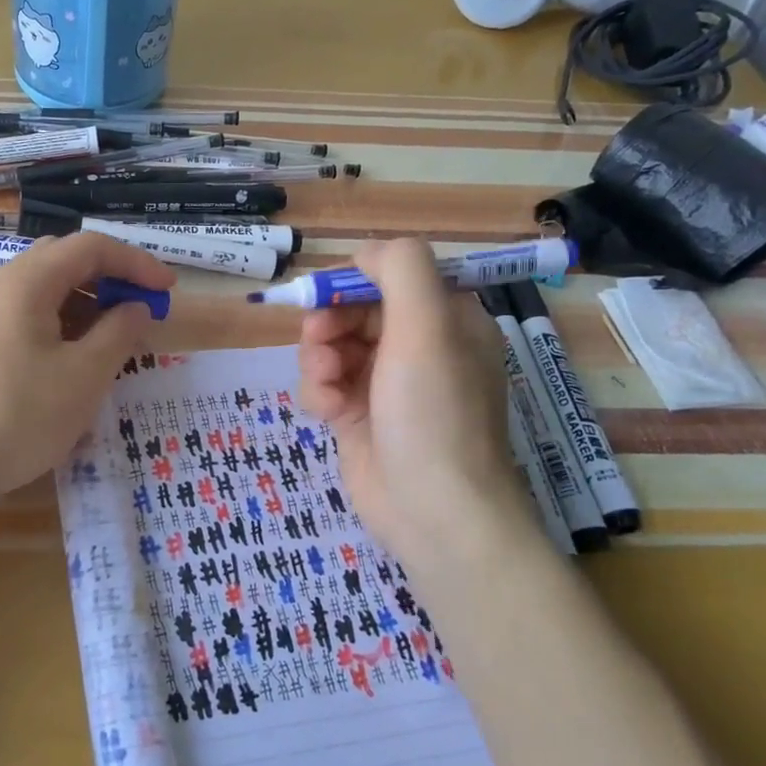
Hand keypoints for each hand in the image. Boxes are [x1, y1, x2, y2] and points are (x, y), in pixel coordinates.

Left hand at [0, 233, 176, 505]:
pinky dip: (60, 327)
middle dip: (108, 278)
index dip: (135, 261)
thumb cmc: (19, 417)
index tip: (167, 290)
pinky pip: (26, 319)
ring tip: (112, 341)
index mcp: (26, 284)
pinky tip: (73, 364)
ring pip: (44, 293)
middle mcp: (0, 290)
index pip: (90, 248)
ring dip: (85, 304)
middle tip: (139, 309)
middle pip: (63, 261)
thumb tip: (136, 307)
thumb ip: (119, 334)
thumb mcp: (84, 376)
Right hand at [296, 239, 518, 566]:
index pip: (393, 277)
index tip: (329, 294)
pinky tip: (327, 412)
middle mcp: (419, 348)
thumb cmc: (433, 413)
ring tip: (328, 384)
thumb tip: (365, 253)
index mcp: (446, 321)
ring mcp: (386, 384)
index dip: (356, 280)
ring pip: (332, 346)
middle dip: (330, 321)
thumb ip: (401, 270)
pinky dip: (319, 392)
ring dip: (319, 358)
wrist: (433, 512)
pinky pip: (325, 384)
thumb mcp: (427, 327)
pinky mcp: (358, 416)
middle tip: (319, 339)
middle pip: (355, 310)